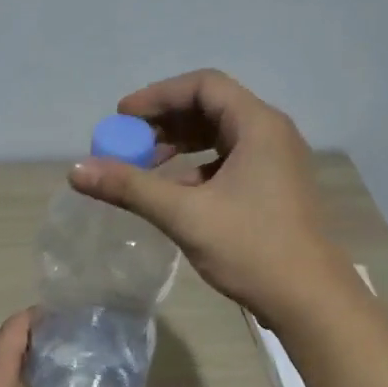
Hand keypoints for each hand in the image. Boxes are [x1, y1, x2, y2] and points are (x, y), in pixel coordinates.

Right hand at [70, 70, 349, 327]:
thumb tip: (77, 170)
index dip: (158, 96)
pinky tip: (175, 194)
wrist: (310, 300)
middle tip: (129, 143)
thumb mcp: (185, 215)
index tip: (122, 117)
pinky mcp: (276, 189)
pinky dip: (199, 170)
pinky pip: (231, 163)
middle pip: (212, 108)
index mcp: (258, 125)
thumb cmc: (251, 248)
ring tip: (146, 167)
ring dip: (181, 146)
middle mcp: (272, 134)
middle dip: (166, 122)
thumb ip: (130, 187)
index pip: (203, 86)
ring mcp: (277, 163)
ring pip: (221, 138)